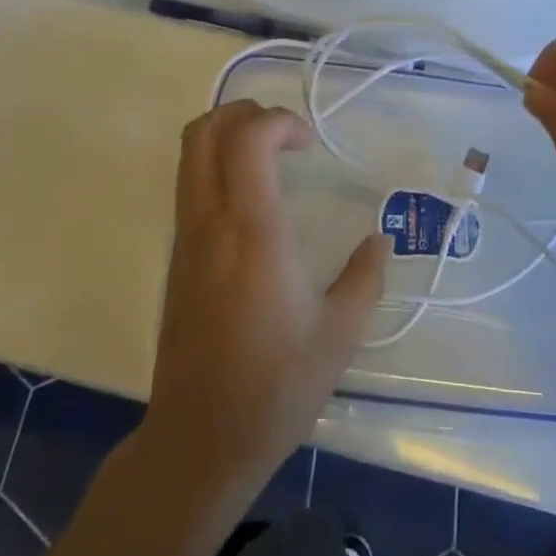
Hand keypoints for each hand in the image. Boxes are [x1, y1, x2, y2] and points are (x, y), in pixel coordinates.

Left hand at [142, 101, 387, 499]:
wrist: (199, 442)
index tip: (310, 144)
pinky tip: (251, 201)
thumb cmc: (275, 386)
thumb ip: (365, 277)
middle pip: (204, 131)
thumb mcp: (339, 334)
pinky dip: (216, 167)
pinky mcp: (176, 259)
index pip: (248, 138)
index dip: (279, 120)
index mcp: (253, 231)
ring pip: (190, 156)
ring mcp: (186, 239)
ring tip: (269, 158)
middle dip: (244, 113)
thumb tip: (380, 240)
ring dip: (227, 136)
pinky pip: (189, 186)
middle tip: (284, 134)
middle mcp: (211, 222)